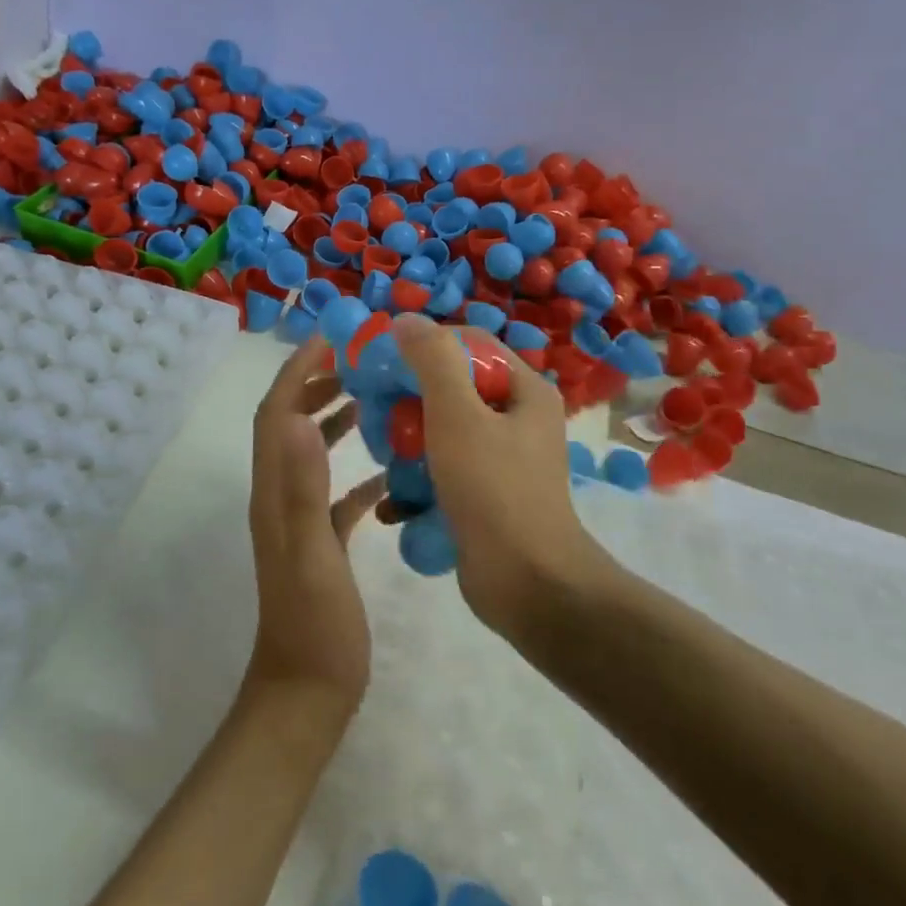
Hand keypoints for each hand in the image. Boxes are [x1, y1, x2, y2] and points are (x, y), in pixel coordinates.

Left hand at [245, 337, 387, 719]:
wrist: (307, 693)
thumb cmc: (314, 626)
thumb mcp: (312, 555)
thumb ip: (305, 490)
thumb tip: (301, 422)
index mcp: (273, 493)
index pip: (275, 415)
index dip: (295, 373)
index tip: (328, 341)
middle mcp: (280, 499)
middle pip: (288, 425)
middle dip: (313, 386)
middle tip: (355, 362)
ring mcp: (300, 522)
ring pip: (311, 454)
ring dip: (332, 419)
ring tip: (370, 398)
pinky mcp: (322, 543)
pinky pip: (336, 493)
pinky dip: (357, 471)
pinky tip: (389, 471)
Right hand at [382, 315, 614, 634]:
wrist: (527, 584)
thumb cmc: (494, 489)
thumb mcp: (458, 414)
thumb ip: (432, 360)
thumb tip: (406, 320)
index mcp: (524, 389)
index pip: (468, 344)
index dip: (424, 345)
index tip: (383, 362)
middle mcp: (518, 417)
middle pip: (452, 388)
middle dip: (410, 401)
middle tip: (377, 416)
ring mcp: (503, 459)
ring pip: (443, 431)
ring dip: (409, 442)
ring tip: (384, 457)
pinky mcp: (487, 494)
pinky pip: (446, 469)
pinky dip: (421, 479)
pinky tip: (397, 500)